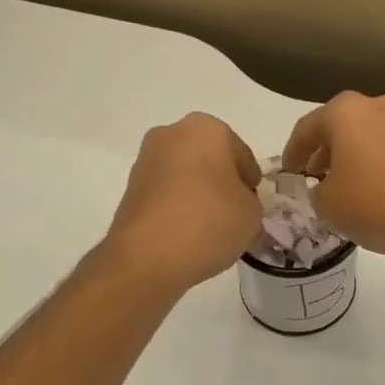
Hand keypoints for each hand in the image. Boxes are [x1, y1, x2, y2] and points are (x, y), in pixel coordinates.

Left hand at [105, 114, 262, 292]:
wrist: (148, 256)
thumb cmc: (209, 222)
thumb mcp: (252, 213)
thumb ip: (249, 200)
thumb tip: (233, 203)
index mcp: (207, 128)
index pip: (242, 155)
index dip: (251, 182)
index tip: (253, 204)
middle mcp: (172, 133)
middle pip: (210, 158)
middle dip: (222, 181)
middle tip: (233, 212)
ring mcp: (146, 159)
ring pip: (185, 173)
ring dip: (198, 192)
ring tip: (209, 226)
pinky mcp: (130, 187)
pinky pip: (166, 192)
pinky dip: (178, 205)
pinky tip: (187, 232)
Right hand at [280, 92, 384, 262]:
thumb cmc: (375, 204)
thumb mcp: (328, 206)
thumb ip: (317, 192)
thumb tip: (327, 189)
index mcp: (347, 112)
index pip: (308, 127)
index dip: (293, 152)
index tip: (289, 172)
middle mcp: (382, 105)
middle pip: (345, 126)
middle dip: (328, 151)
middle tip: (317, 176)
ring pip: (374, 136)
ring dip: (359, 156)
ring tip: (351, 185)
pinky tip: (383, 191)